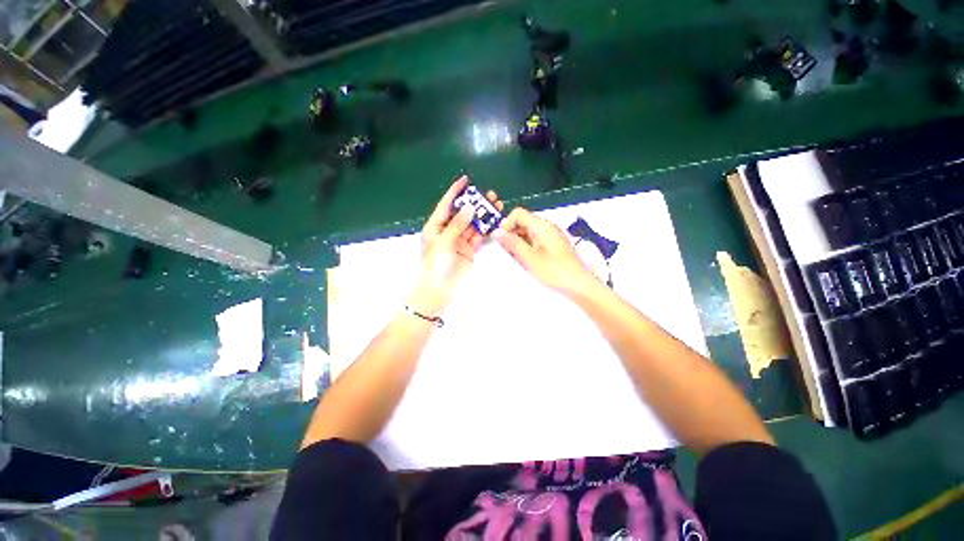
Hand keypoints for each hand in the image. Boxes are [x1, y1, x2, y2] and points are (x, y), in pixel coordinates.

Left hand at [409, 176, 502, 314]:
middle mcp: (448, 231)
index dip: (455, 191)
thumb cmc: (435, 265)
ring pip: (473, 224)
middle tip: (489, 195)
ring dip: (483, 215)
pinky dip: (486, 229)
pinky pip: (479, 237)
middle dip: (475, 203)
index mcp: (436, 226)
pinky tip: (495, 222)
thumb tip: (470, 207)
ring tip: (496, 205)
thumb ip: (457, 225)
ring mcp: (460, 241)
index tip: (466, 180)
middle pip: (463, 213)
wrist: (439, 290)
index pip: (446, 205)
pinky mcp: (469, 250)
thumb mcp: (443, 242)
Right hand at [495, 207, 596, 295]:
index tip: (502, 241)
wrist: (579, 285)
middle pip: (523, 222)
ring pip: (528, 233)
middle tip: (506, 252)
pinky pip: (535, 241)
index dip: (507, 224)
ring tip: (516, 259)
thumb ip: (512, 243)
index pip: (518, 214)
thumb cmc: (554, 271)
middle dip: (511, 234)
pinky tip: (526, 261)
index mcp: (542, 226)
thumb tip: (497, 232)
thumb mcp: (529, 257)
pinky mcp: (553, 246)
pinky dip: (527, 248)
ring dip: (518, 242)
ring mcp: (551, 237)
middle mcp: (547, 227)